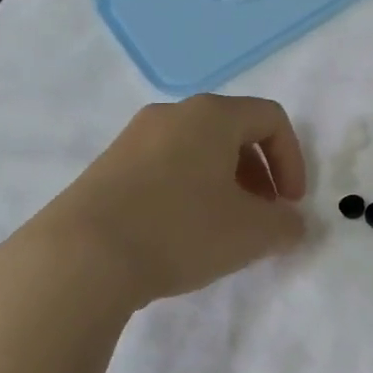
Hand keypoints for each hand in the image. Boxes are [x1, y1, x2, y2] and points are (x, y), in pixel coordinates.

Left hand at [0, 95, 307, 314]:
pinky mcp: (106, 168)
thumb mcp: (251, 234)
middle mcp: (171, 115)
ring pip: (196, 151)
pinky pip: (164, 168)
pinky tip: (180, 235)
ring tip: (223, 230)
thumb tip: (292, 224)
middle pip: (232, 132)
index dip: (293, 160)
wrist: (79, 257)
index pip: (270, 118)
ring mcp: (133, 139)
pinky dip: (187, 192)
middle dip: (259, 174)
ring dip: (224, 185)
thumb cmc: (180, 230)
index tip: (291, 204)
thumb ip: (286, 226)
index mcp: (211, 115)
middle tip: (262, 217)